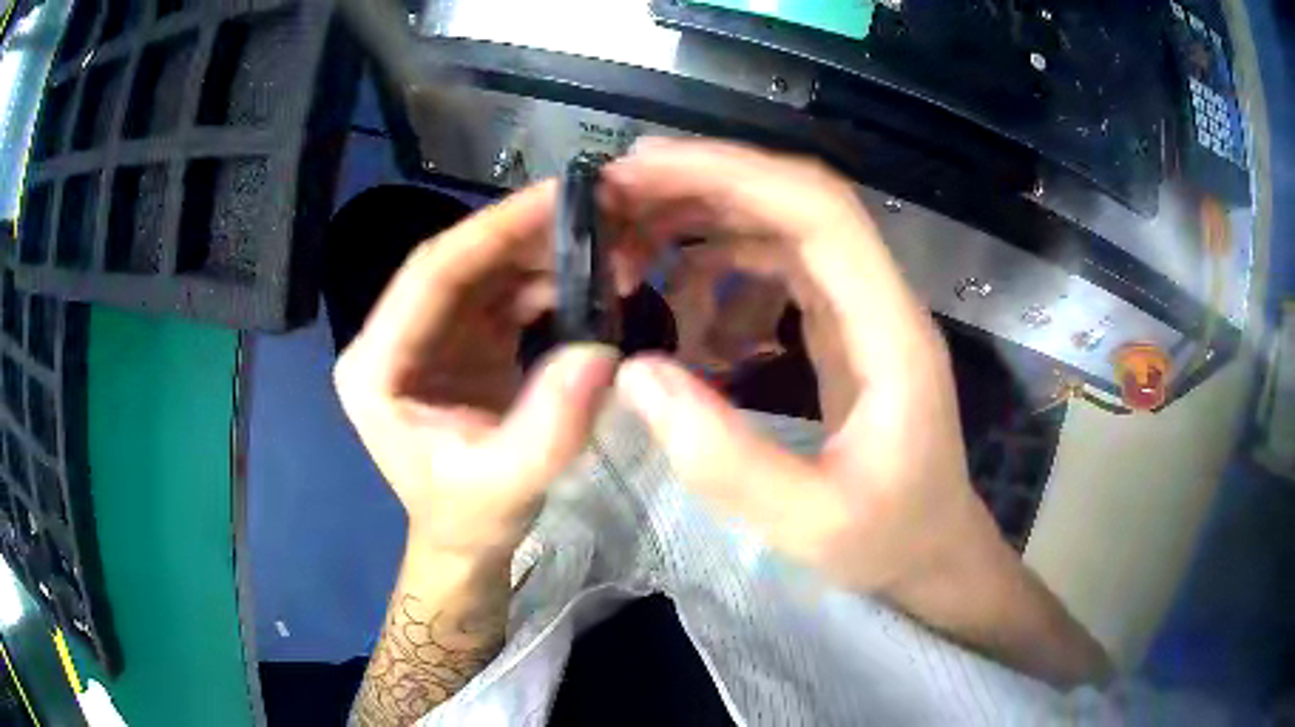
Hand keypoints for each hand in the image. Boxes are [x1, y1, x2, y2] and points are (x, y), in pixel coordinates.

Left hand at [334, 182, 617, 560]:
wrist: (466, 539)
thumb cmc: (471, 518)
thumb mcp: (509, 483)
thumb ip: (551, 424)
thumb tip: (603, 350)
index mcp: (377, 366)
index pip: (431, 275)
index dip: (493, 231)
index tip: (555, 198)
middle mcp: (393, 338)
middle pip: (457, 262)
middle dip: (523, 231)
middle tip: (592, 208)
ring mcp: (426, 336)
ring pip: (482, 271)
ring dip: (538, 250)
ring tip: (600, 239)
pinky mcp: (457, 340)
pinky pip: (500, 293)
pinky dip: (543, 279)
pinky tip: (586, 278)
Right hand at [603, 139, 1004, 594]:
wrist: (933, 552)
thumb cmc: (889, 541)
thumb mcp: (808, 524)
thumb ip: (724, 460)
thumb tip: (635, 376)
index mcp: (891, 333)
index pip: (820, 212)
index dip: (733, 175)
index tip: (645, 171)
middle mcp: (881, 301)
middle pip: (800, 201)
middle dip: (708, 181)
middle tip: (619, 192)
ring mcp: (864, 311)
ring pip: (786, 226)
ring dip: (711, 215)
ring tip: (635, 237)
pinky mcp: (845, 329)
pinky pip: (783, 267)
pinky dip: (725, 262)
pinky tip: (682, 292)